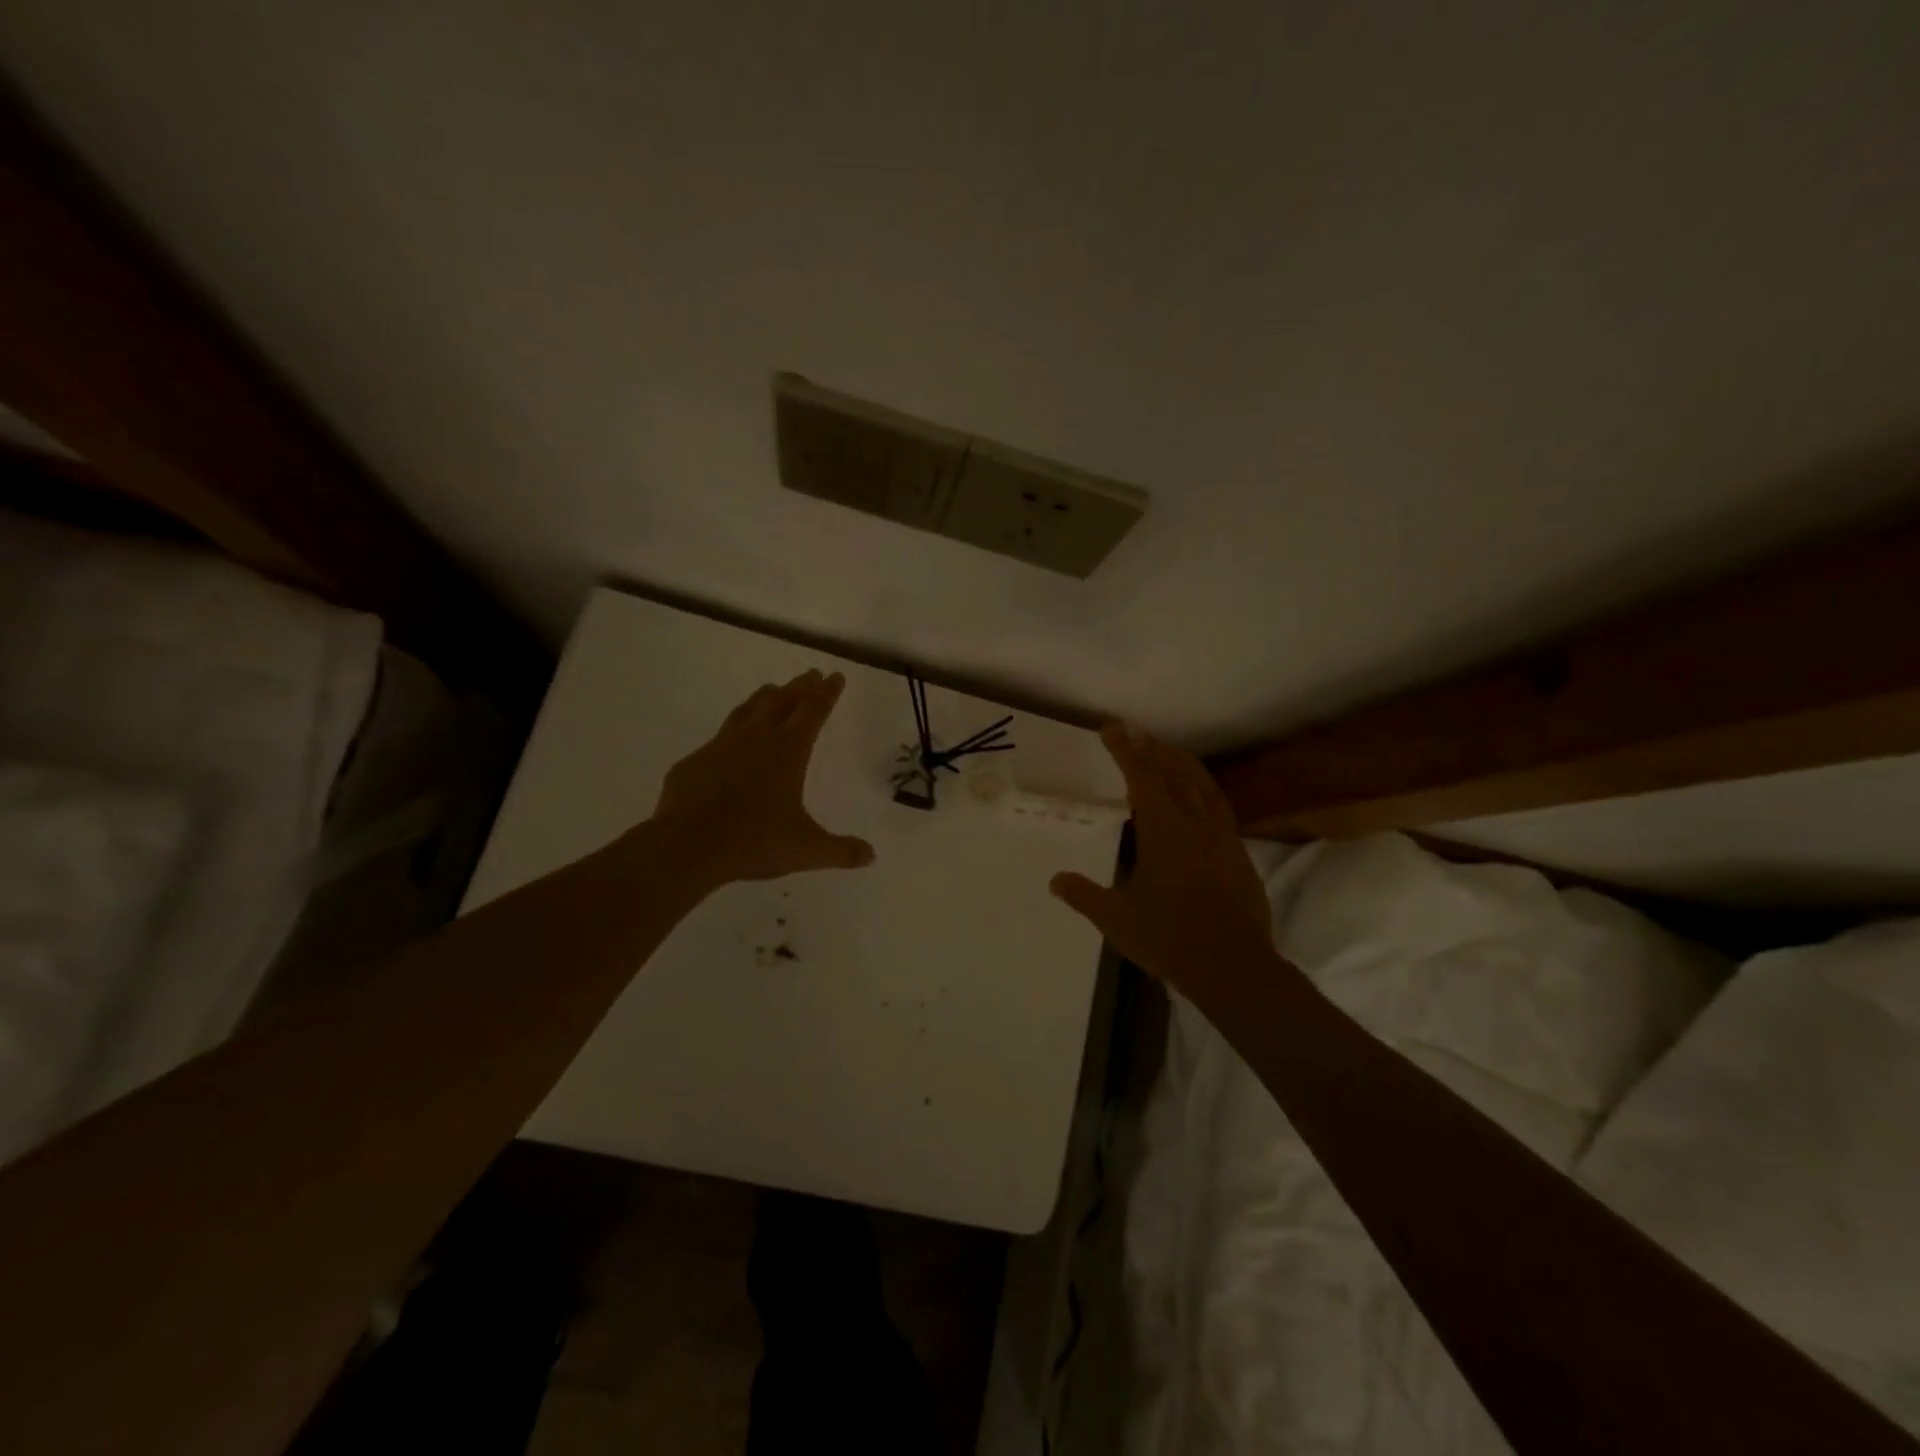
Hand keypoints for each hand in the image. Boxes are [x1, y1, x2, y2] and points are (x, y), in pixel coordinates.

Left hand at [648, 669, 875, 886]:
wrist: (688, 846)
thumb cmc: (755, 841)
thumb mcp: (806, 850)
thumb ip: (840, 851)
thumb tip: (871, 856)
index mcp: (788, 751)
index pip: (813, 711)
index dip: (827, 693)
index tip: (835, 676)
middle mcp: (756, 739)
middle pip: (782, 701)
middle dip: (800, 687)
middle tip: (811, 674)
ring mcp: (720, 747)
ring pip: (747, 711)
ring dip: (765, 698)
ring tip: (773, 690)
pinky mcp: (694, 762)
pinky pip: (718, 739)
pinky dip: (732, 733)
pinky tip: (730, 743)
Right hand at [1050, 723, 1274, 998]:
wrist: (1233, 966)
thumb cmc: (1169, 937)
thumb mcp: (1116, 918)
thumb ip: (1084, 895)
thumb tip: (1056, 880)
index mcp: (1163, 829)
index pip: (1142, 776)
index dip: (1125, 750)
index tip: (1112, 729)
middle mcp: (1195, 823)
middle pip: (1175, 772)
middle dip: (1153, 749)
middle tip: (1136, 733)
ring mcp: (1222, 837)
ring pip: (1203, 785)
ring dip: (1183, 763)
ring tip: (1168, 752)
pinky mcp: (1239, 854)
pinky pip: (1219, 807)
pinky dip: (1203, 790)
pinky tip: (1199, 799)